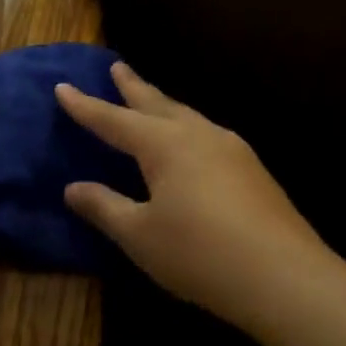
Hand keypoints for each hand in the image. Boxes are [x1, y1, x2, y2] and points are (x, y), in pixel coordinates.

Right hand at [56, 63, 339, 337]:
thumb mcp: (139, 234)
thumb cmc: (198, 253)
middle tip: (117, 67)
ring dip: (164, 106)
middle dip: (133, 88)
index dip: (85, 106)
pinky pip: (207, 136)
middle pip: (158, 104)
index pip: (114, 120)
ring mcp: (232, 150)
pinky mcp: (253, 171)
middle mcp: (199, 136)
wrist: (283, 277)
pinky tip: (191, 145)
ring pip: (188, 117)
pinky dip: (186, 129)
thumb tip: (73, 188)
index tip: (62, 87)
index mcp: (165, 145)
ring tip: (151, 102)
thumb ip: (104, 206)